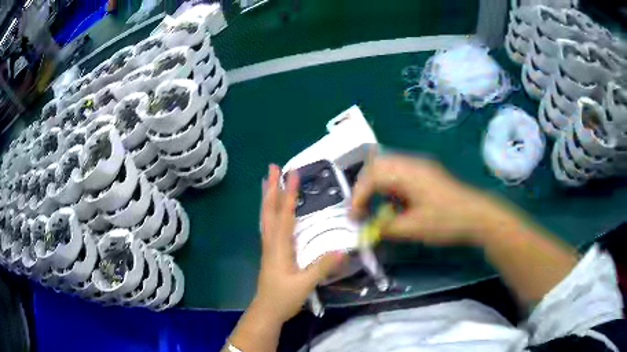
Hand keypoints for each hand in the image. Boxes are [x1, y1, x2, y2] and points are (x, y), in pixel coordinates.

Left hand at [254, 164, 343, 323]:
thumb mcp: (304, 284)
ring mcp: (268, 246)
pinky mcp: (270, 251)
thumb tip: (342, 249)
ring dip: (267, 197)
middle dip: (271, 188)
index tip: (293, 174)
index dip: (289, 194)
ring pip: (265, 216)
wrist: (266, 310)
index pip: (285, 215)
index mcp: (279, 246)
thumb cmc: (283, 298)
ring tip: (267, 181)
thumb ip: (322, 267)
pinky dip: (268, 211)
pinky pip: (268, 225)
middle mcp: (271, 242)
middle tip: (272, 167)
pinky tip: (271, 209)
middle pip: (269, 210)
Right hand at [351, 155, 498, 244]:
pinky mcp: (425, 173)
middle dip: (364, 186)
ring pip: (387, 166)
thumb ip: (387, 227)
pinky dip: (388, 186)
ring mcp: (419, 166)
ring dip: (376, 184)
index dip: (358, 196)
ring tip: (374, 205)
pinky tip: (394, 202)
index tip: (354, 217)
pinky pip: (398, 173)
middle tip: (361, 208)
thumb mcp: (414, 228)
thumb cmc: (447, 221)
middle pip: (376, 164)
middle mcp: (411, 163)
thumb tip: (370, 228)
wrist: (477, 215)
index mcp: (408, 173)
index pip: (372, 176)